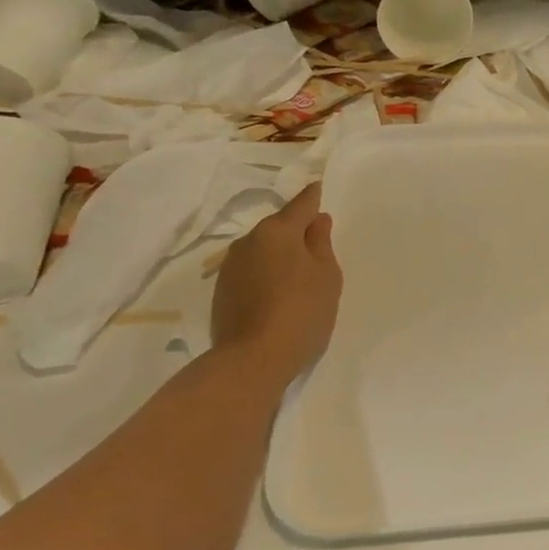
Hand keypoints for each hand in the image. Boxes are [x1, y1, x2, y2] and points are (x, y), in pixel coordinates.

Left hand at [210, 184, 341, 378]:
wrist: (252, 361)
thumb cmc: (301, 311)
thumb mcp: (327, 276)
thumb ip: (322, 244)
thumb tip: (317, 221)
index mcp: (277, 231)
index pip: (301, 204)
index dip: (313, 197)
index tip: (319, 188)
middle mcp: (248, 241)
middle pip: (279, 228)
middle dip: (297, 233)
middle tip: (318, 248)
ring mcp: (230, 267)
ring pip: (263, 250)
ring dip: (280, 255)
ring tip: (299, 276)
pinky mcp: (222, 292)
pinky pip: (251, 271)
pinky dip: (266, 274)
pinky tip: (279, 294)